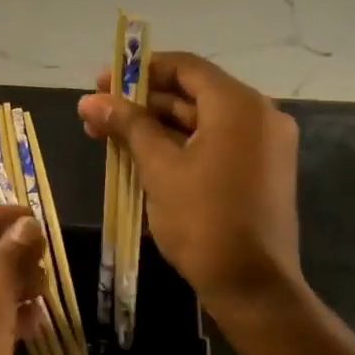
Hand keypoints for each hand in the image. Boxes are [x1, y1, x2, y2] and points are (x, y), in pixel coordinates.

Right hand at [77, 52, 302, 324]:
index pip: (185, 67)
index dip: (140, 71)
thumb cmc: (203, 219)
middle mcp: (259, 115)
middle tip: (98, 113)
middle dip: (142, 103)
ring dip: (156, 126)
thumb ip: (127, 125)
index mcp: (239, 105)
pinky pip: (215, 144)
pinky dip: (180, 146)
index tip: (103, 82)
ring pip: (201, 122)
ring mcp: (264, 145)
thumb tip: (89, 100)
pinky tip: (140, 157)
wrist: (253, 287)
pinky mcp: (261, 172)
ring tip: (109, 137)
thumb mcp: (159, 167)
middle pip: (192, 94)